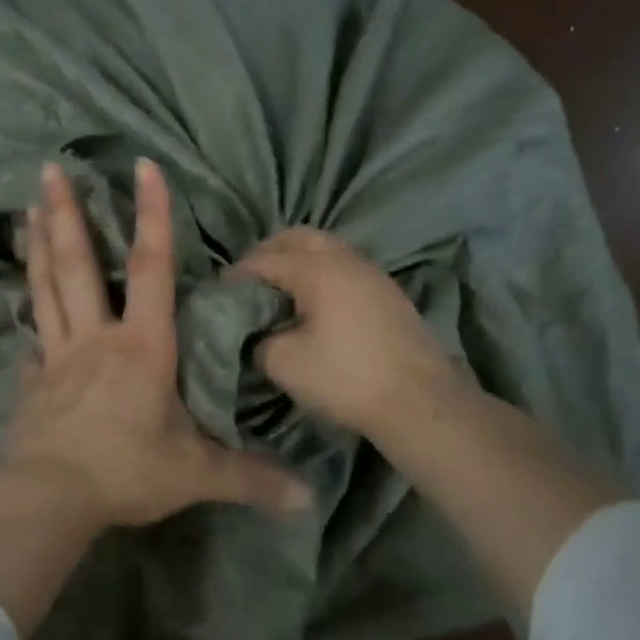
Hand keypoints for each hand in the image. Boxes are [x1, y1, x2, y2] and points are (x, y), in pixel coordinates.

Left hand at [10, 159, 310, 527]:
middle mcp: (96, 338)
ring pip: (46, 288)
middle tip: (50, 168)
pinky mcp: (32, 381)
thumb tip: (308, 498)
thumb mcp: (196, 475)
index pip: (152, 266)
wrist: (49, 498)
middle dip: (66, 213)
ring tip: (28, 207)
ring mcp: (57, 356)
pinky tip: (20, 301)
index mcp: (142, 346)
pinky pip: (32, 339)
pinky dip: (29, 315)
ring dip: (38, 245)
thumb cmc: (126, 473)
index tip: (144, 165)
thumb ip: (250, 477)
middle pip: (79, 264)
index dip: (152, 214)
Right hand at [233, 228, 469, 444]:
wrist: (420, 401)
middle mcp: (344, 259)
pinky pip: (344, 265)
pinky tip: (315, 302)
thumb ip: (259, 341)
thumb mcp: (285, 364)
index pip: (264, 260)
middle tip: (250, 279)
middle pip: (297, 237)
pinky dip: (322, 271)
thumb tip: (258, 334)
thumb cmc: (347, 378)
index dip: (236, 274)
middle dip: (268, 251)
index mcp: (315, 269)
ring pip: (326, 247)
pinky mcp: (388, 291)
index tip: (218, 292)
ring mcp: (371, 272)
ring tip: (281, 289)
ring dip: (298, 258)